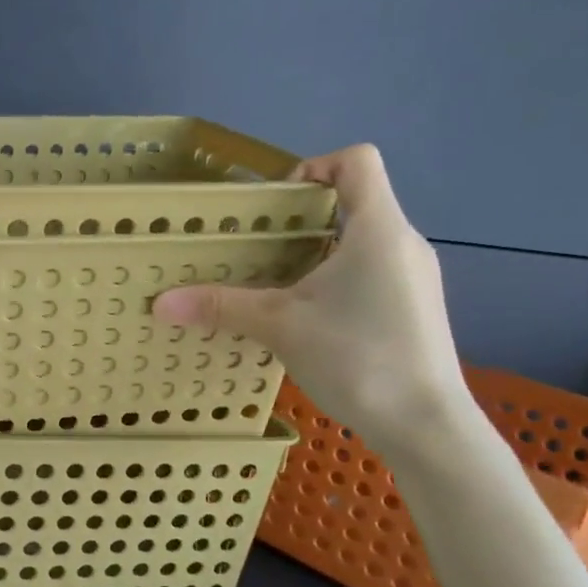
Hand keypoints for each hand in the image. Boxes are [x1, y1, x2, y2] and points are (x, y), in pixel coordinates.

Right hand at [154, 144, 467, 456]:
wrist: (426, 425)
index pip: (357, 161)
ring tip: (277, 285)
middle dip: (302, 218)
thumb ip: (220, 307)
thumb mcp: (278, 326)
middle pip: (354, 202)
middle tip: (259, 248)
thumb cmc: (357, 357)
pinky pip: (373, 271)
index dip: (314, 166)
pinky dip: (337, 279)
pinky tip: (310, 317)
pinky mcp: (417, 307)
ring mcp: (416, 276)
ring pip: (361, 241)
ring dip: (317, 252)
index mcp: (377, 229)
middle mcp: (404, 242)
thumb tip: (160, 303)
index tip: (276, 205)